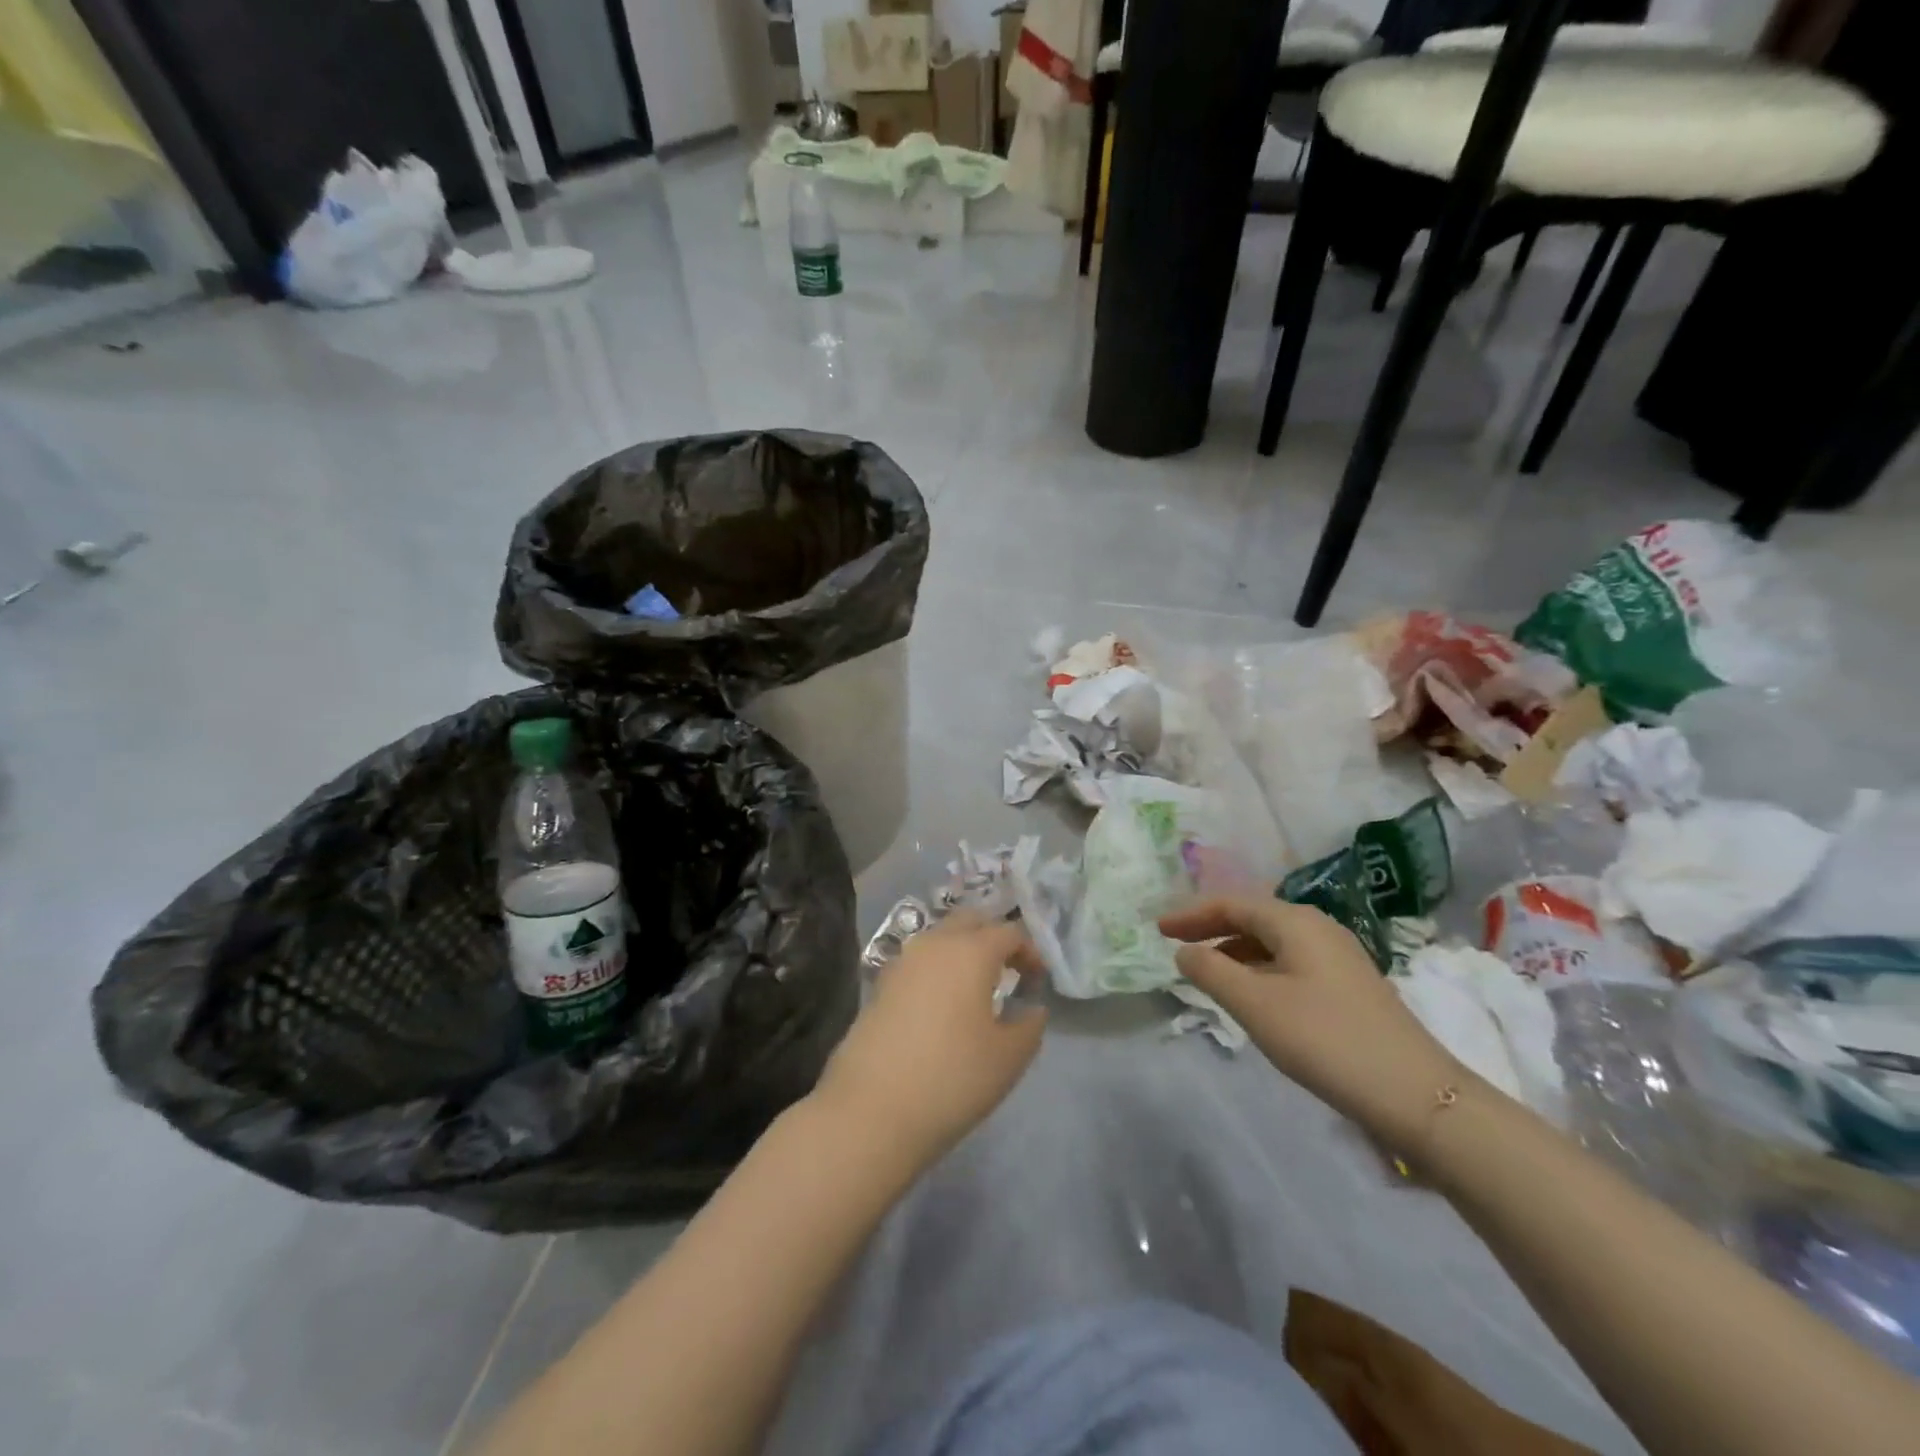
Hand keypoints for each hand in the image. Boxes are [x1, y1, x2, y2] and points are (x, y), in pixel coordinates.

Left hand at [811, 915, 1046, 1171]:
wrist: (871, 1110)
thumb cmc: (952, 1078)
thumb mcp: (1008, 1057)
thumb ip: (1029, 1025)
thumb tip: (1031, 1008)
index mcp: (970, 951)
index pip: (1008, 932)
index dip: (1029, 951)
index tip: (1039, 980)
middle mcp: (933, 943)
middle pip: (970, 922)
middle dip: (993, 938)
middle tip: (1010, 971)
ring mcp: (901, 962)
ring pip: (940, 938)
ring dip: (963, 952)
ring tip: (978, 989)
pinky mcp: (880, 985)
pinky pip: (919, 962)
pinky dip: (938, 971)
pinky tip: (943, 1006)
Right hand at [1159, 897, 1464, 1151]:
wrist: (1414, 1093)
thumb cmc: (1325, 1039)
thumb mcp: (1255, 1004)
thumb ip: (1211, 972)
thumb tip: (1184, 952)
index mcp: (1295, 921)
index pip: (1231, 903)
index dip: (1190, 914)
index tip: (1158, 930)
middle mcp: (1317, 927)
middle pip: (1252, 916)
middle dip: (1211, 928)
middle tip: (1176, 945)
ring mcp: (1337, 955)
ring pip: (1272, 940)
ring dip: (1234, 950)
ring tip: (1206, 972)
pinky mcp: (1348, 984)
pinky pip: (1289, 961)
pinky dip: (1258, 968)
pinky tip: (1251, 994)